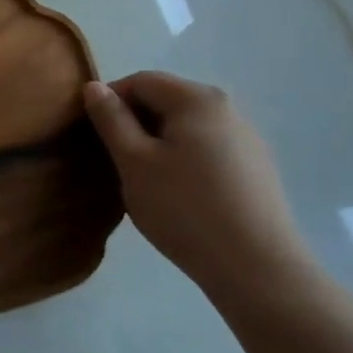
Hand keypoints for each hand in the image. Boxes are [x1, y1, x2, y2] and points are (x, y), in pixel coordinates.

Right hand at [84, 72, 313, 310]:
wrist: (258, 271)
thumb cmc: (185, 209)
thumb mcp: (133, 162)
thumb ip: (111, 119)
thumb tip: (94, 86)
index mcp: (197, 99)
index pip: (140, 81)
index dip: (111, 102)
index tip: (96, 136)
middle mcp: (227, 108)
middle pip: (166, 101)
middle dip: (135, 123)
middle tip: (118, 161)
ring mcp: (247, 139)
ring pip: (186, 127)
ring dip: (159, 143)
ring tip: (147, 181)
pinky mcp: (257, 169)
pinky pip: (207, 149)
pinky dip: (184, 160)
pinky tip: (180, 195)